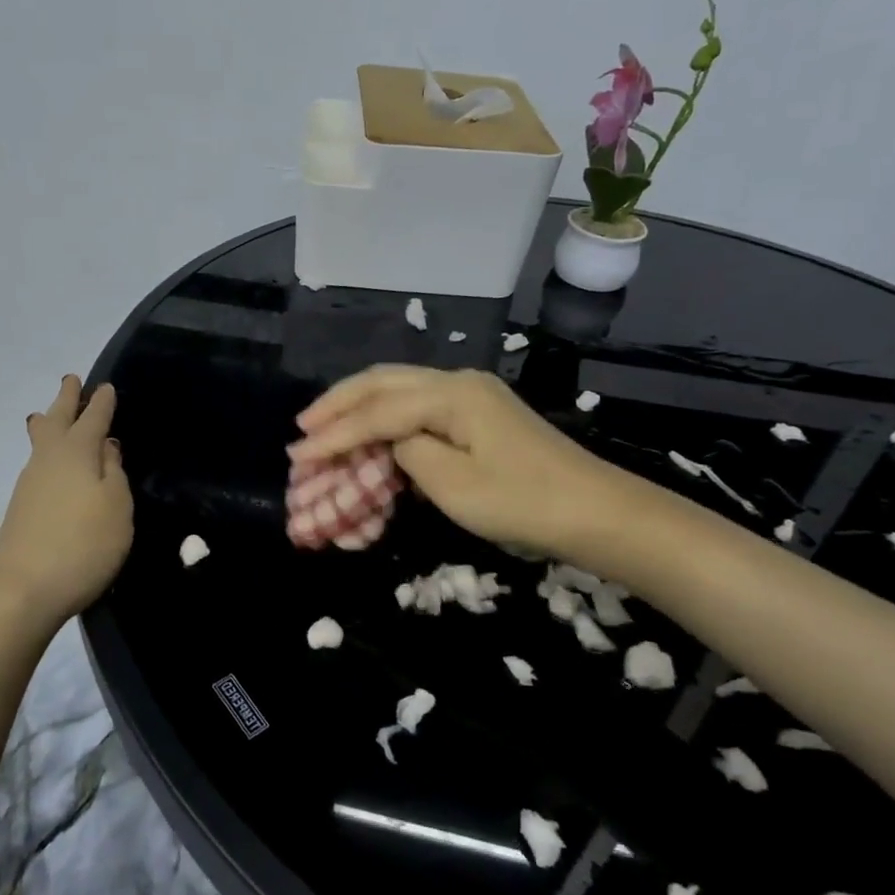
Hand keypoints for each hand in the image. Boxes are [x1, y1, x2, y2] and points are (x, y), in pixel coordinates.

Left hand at [0, 376, 133, 635]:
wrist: (23, 588)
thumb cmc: (83, 543)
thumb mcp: (116, 506)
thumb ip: (114, 471)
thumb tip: (106, 445)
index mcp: (76, 451)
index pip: (93, 418)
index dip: (101, 402)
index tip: (106, 386)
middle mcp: (49, 459)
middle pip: (56, 419)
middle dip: (66, 399)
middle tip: (72, 380)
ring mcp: (30, 482)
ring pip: (41, 441)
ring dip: (50, 422)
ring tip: (52, 415)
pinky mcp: (21, 507)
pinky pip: (39, 464)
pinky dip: (48, 452)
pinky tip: (54, 464)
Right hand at [289, 366, 628, 560]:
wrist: (597, 512)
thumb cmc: (523, 502)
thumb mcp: (454, 485)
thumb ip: (408, 453)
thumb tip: (390, 442)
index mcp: (449, 394)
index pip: (376, 412)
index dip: (334, 435)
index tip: (297, 455)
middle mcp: (456, 381)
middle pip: (382, 382)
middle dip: (338, 404)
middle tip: (302, 428)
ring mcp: (471, 394)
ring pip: (399, 388)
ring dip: (359, 407)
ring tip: (325, 427)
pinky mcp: (479, 414)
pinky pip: (418, 405)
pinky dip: (386, 417)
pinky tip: (370, 433)